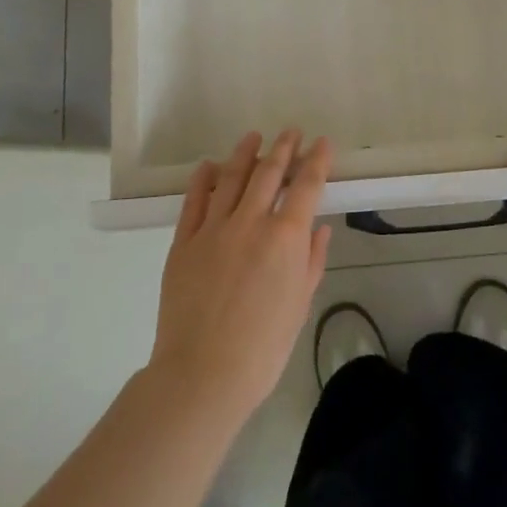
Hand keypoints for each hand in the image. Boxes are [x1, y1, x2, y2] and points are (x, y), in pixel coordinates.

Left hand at [149, 130, 331, 424]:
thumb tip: (319, 227)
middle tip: (291, 132)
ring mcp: (214, 229)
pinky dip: (203, 179)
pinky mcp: (184, 242)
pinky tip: (209, 166)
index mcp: (285, 237)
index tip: (322, 143)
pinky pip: (194, 201)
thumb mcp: (299, 304)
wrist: (203, 373)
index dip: (316, 161)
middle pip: (268, 173)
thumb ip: (311, 260)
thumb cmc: (263, 347)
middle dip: (283, 148)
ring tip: (253, 137)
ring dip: (245, 154)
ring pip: (231, 178)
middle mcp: (251, 222)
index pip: (306, 186)